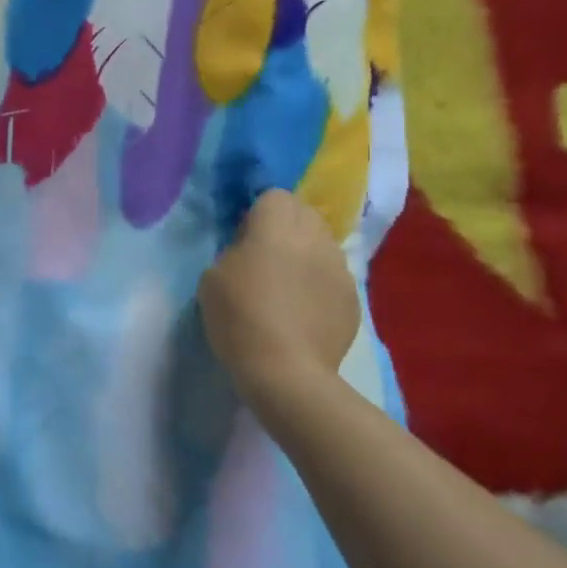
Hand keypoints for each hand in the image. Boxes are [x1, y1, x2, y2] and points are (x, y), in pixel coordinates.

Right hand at [200, 189, 359, 413]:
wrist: (286, 372)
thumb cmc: (239, 318)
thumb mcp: (212, 276)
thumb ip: (235, 250)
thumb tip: (251, 248)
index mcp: (276, 227)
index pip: (274, 195)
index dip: (258, 211)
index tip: (243, 236)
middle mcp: (314, 238)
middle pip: (305, 212)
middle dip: (286, 224)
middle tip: (265, 253)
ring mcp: (340, 268)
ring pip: (323, 242)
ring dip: (306, 252)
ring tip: (288, 282)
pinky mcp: (354, 297)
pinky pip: (334, 275)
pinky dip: (320, 282)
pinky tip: (304, 309)